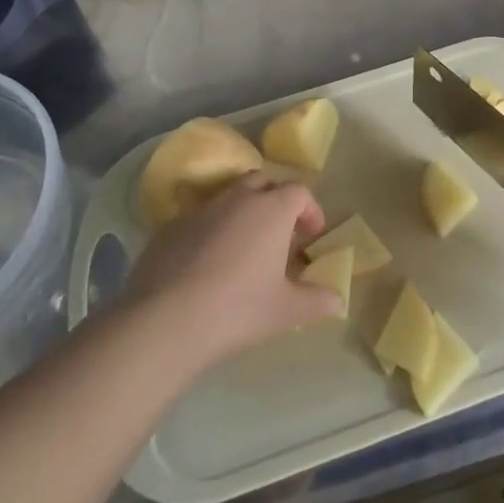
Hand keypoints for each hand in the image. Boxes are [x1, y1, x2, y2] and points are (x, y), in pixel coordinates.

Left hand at [120, 172, 342, 370]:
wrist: (165, 319)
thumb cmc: (238, 308)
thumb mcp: (286, 310)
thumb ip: (317, 301)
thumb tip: (338, 300)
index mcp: (272, 209)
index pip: (299, 191)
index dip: (310, 210)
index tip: (311, 236)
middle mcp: (237, 198)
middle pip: (263, 182)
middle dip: (275, 201)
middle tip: (279, 234)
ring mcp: (200, 209)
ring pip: (228, 196)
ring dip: (242, 212)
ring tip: (243, 248)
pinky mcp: (170, 226)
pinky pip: (198, 218)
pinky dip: (210, 230)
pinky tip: (206, 264)